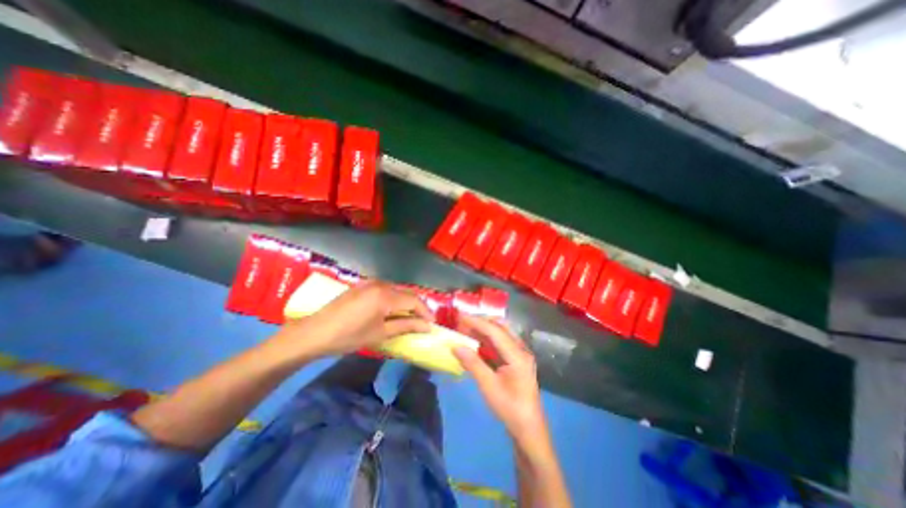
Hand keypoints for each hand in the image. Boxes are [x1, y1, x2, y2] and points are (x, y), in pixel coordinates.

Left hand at [272, 284, 431, 358]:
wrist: (314, 333)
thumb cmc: (349, 336)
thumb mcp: (380, 333)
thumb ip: (406, 325)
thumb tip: (426, 326)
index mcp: (386, 295)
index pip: (414, 301)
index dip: (425, 312)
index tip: (432, 324)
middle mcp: (380, 284)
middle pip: (406, 293)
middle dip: (416, 307)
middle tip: (422, 322)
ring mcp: (369, 283)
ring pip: (396, 290)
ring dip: (404, 302)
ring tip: (408, 317)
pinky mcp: (361, 285)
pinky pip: (384, 290)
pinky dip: (393, 299)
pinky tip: (391, 310)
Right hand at [450, 318, 544, 448]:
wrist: (528, 428)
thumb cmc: (509, 408)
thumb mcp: (488, 386)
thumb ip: (473, 363)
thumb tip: (456, 346)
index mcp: (517, 355)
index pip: (495, 331)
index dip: (477, 322)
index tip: (460, 317)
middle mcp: (520, 349)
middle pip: (500, 327)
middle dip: (481, 322)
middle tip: (462, 321)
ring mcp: (519, 353)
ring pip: (501, 333)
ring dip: (484, 329)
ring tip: (466, 328)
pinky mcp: (516, 359)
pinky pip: (501, 342)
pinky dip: (487, 339)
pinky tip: (476, 340)